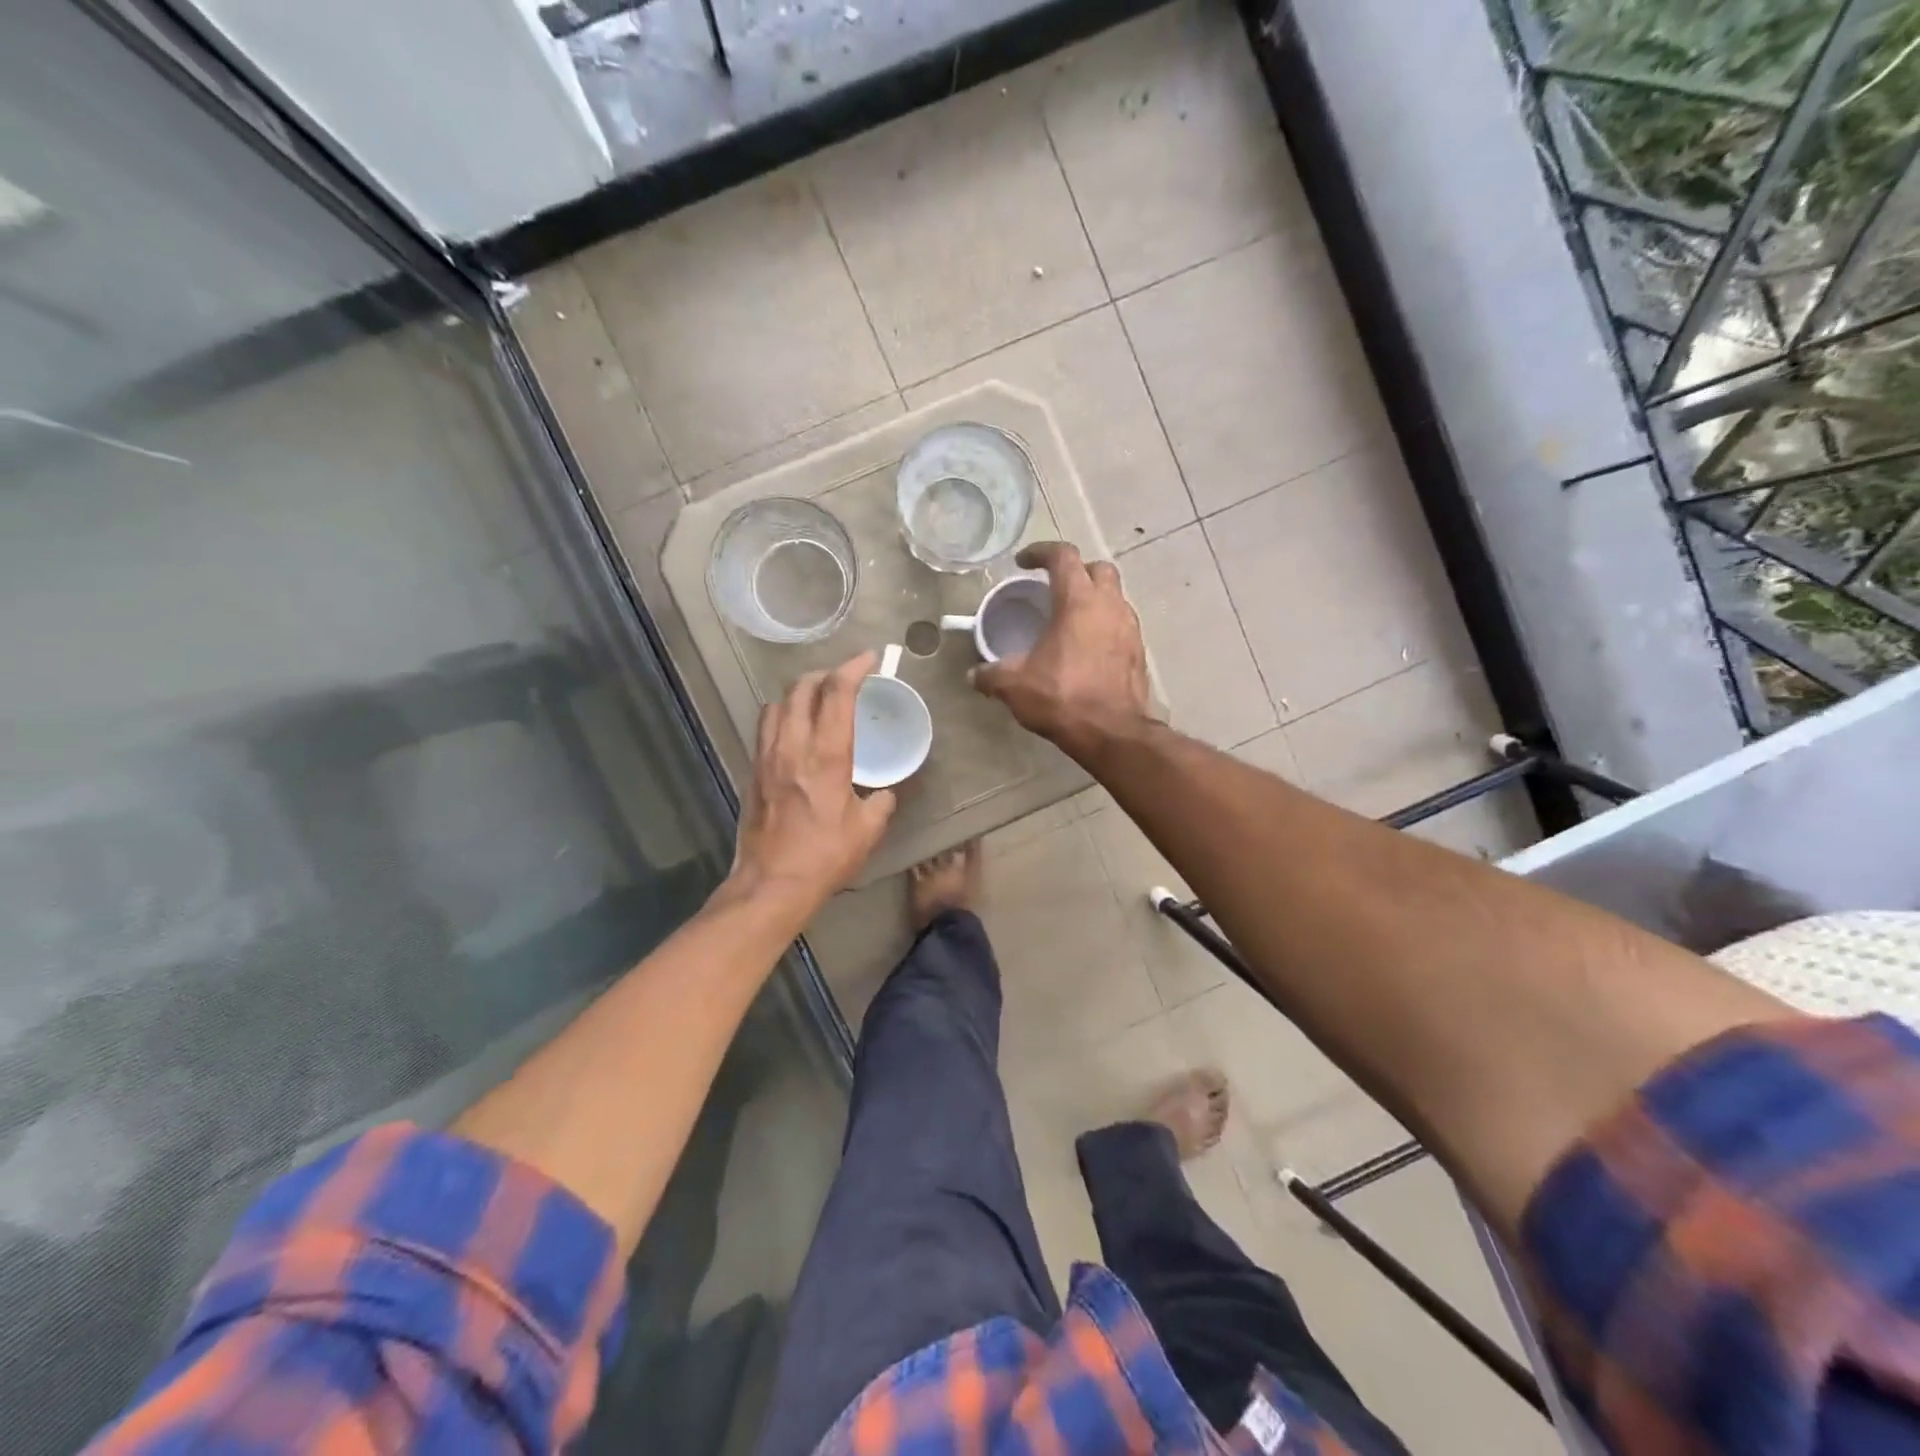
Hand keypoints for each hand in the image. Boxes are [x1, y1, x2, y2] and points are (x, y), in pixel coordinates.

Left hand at [726, 651, 897, 911]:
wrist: (771, 883)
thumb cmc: (825, 857)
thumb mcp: (866, 831)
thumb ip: (880, 804)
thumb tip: (883, 793)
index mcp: (827, 756)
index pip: (837, 694)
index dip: (854, 668)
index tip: (869, 658)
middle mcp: (793, 746)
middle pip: (801, 688)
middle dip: (824, 674)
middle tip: (843, 678)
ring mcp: (767, 757)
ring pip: (777, 703)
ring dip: (798, 692)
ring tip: (816, 698)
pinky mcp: (753, 771)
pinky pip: (765, 727)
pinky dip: (782, 714)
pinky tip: (794, 729)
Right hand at [973, 542, 1151, 760]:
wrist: (1113, 732)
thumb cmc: (1063, 698)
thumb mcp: (1015, 686)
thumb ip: (991, 675)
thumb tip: (974, 675)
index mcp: (1078, 601)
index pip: (1063, 557)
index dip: (1041, 552)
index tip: (1023, 562)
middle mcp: (1109, 605)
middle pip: (1097, 569)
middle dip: (1075, 571)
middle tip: (1054, 587)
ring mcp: (1129, 628)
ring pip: (1114, 596)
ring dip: (1093, 598)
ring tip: (1070, 619)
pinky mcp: (1139, 651)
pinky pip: (1121, 624)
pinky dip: (1104, 625)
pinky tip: (1087, 647)